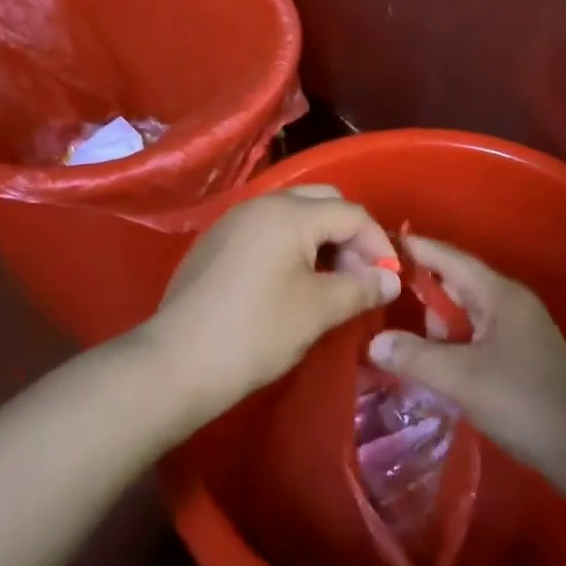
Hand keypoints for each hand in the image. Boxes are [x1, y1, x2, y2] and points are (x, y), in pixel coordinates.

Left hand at [148, 186, 400, 421]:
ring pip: (294, 214)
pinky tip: (293, 282)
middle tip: (360, 275)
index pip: (351, 213)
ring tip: (331, 282)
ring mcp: (235, 220)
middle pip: (323, 202)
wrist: (175, 363)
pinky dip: (292, 245)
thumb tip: (390, 280)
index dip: (378, 243)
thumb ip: (360, 288)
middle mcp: (262, 203)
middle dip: (350, 234)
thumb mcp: (317, 311)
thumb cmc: (255, 333)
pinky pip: (268, 229)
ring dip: (321, 239)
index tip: (389, 279)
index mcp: (289, 213)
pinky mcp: (217, 241)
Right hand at [367, 237, 565, 469]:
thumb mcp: (463, 379)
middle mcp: (508, 301)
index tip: (377, 243)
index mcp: (498, 293)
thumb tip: (374, 342)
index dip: (414, 248)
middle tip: (382, 307)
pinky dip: (452, 347)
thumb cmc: (525, 400)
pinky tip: (434, 369)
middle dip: (421, 294)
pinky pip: (475, 337)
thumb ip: (416, 358)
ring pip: (465, 314)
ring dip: (437, 328)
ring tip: (404, 350)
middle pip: (455, 284)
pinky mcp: (519, 355)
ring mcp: (516, 329)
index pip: (448, 257)